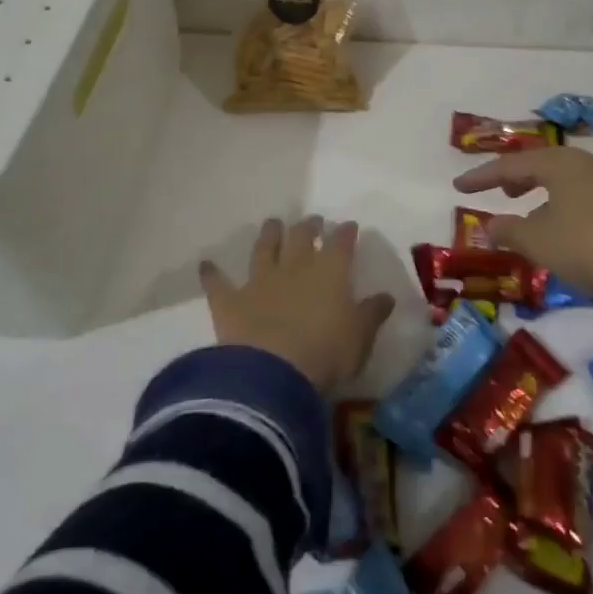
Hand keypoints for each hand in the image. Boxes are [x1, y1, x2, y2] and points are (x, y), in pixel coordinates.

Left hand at [200, 217, 395, 392]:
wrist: (273, 372)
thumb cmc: (327, 353)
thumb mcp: (360, 337)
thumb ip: (372, 313)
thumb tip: (386, 296)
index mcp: (330, 272)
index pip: (341, 243)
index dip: (345, 233)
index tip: (348, 226)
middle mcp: (295, 267)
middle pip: (301, 237)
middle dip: (308, 226)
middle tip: (312, 220)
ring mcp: (260, 281)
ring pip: (263, 249)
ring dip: (268, 235)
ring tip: (272, 223)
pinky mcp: (230, 302)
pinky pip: (218, 283)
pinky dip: (211, 273)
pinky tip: (206, 264)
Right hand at [454, 148, 592, 310]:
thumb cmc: (590, 245)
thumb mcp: (540, 242)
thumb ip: (510, 230)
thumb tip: (490, 224)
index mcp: (560, 164)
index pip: (510, 165)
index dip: (481, 177)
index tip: (458, 186)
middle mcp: (586, 163)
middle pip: (541, 166)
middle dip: (515, 178)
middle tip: (496, 191)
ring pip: (564, 181)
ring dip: (540, 193)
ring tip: (526, 210)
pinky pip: (583, 195)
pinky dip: (562, 204)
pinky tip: (562, 226)